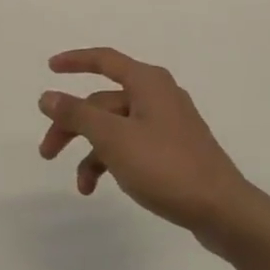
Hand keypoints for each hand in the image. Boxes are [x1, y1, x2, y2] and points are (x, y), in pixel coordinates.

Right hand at [37, 48, 269, 251]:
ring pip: (116, 128)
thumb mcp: (113, 138)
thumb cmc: (165, 166)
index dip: (75, 61)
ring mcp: (167, 124)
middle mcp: (158, 96)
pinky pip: (132, 145)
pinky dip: (113, 161)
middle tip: (47, 152)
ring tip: (81, 186)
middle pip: (103, 101)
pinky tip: (101, 186)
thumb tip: (48, 95)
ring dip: (92, 152)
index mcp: (148, 82)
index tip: (49, 68)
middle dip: (73, 125)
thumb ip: (77, 115)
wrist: (221, 209)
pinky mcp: (173, 150)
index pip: (104, 60)